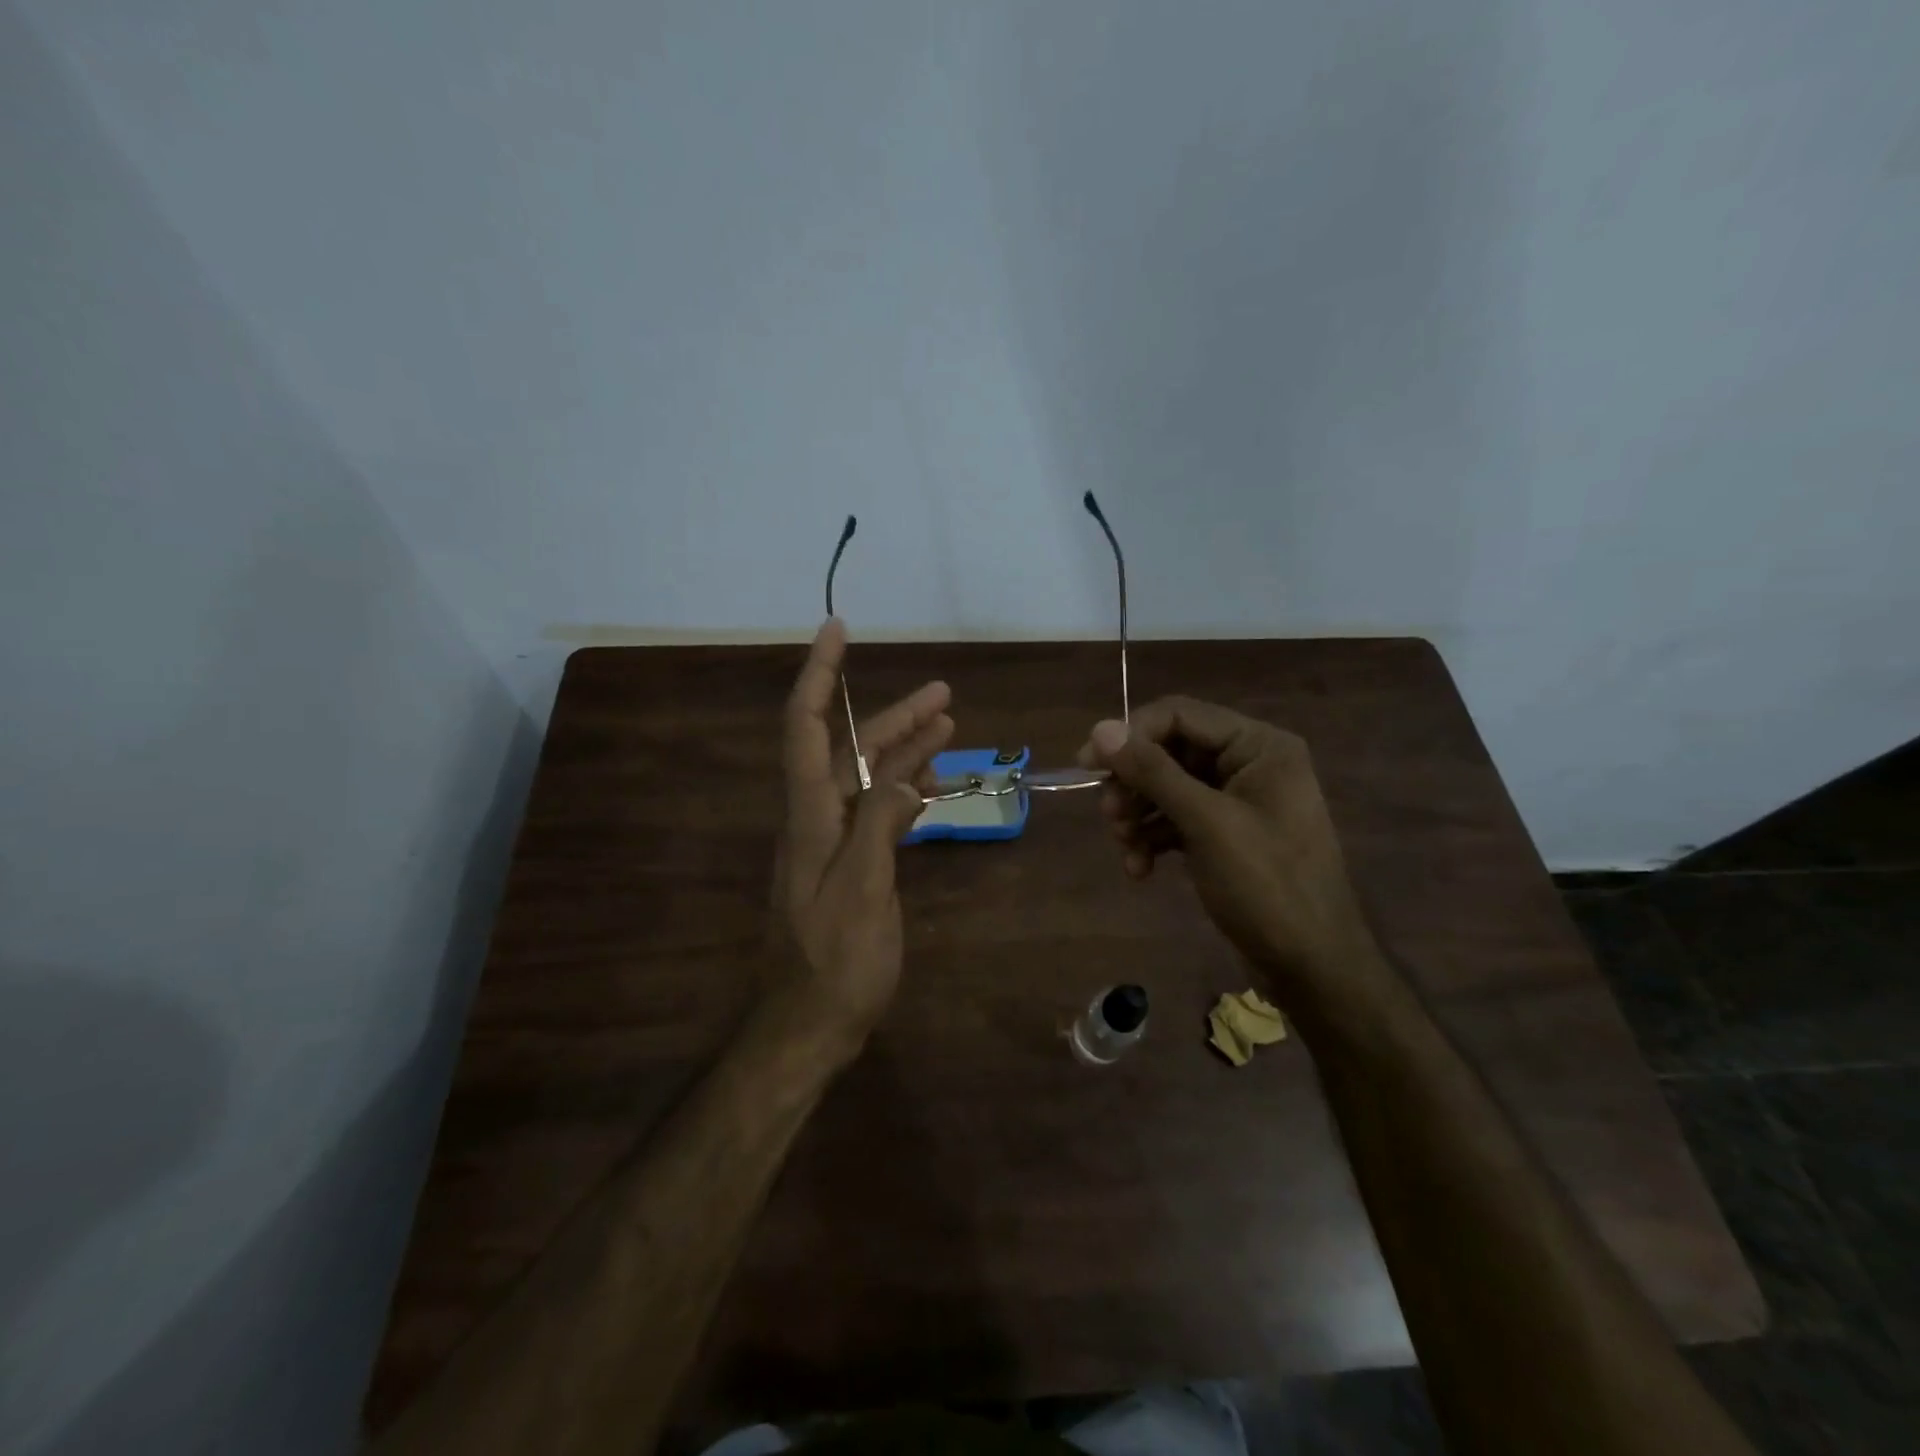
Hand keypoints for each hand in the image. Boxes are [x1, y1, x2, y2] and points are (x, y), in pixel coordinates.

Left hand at [771, 619, 952, 1063]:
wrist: (808, 1025)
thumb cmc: (834, 963)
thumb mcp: (861, 891)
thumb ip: (878, 824)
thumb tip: (900, 774)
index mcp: (810, 815)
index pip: (807, 726)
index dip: (819, 674)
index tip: (837, 630)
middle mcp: (816, 818)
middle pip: (850, 748)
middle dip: (892, 715)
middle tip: (943, 693)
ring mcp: (832, 842)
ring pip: (868, 778)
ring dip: (904, 750)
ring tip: (950, 727)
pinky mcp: (850, 865)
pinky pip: (877, 811)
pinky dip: (903, 791)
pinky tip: (930, 785)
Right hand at [1077, 697, 1378, 992]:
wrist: (1313, 967)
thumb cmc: (1267, 886)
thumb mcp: (1206, 824)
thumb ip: (1153, 772)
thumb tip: (1100, 728)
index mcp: (1259, 746)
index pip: (1180, 715)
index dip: (1130, 735)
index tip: (1088, 765)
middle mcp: (1249, 763)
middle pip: (1170, 752)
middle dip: (1134, 784)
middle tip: (1110, 816)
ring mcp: (1238, 801)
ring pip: (1168, 788)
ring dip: (1139, 815)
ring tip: (1125, 847)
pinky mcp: (1226, 834)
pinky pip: (1178, 820)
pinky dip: (1154, 839)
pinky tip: (1140, 869)